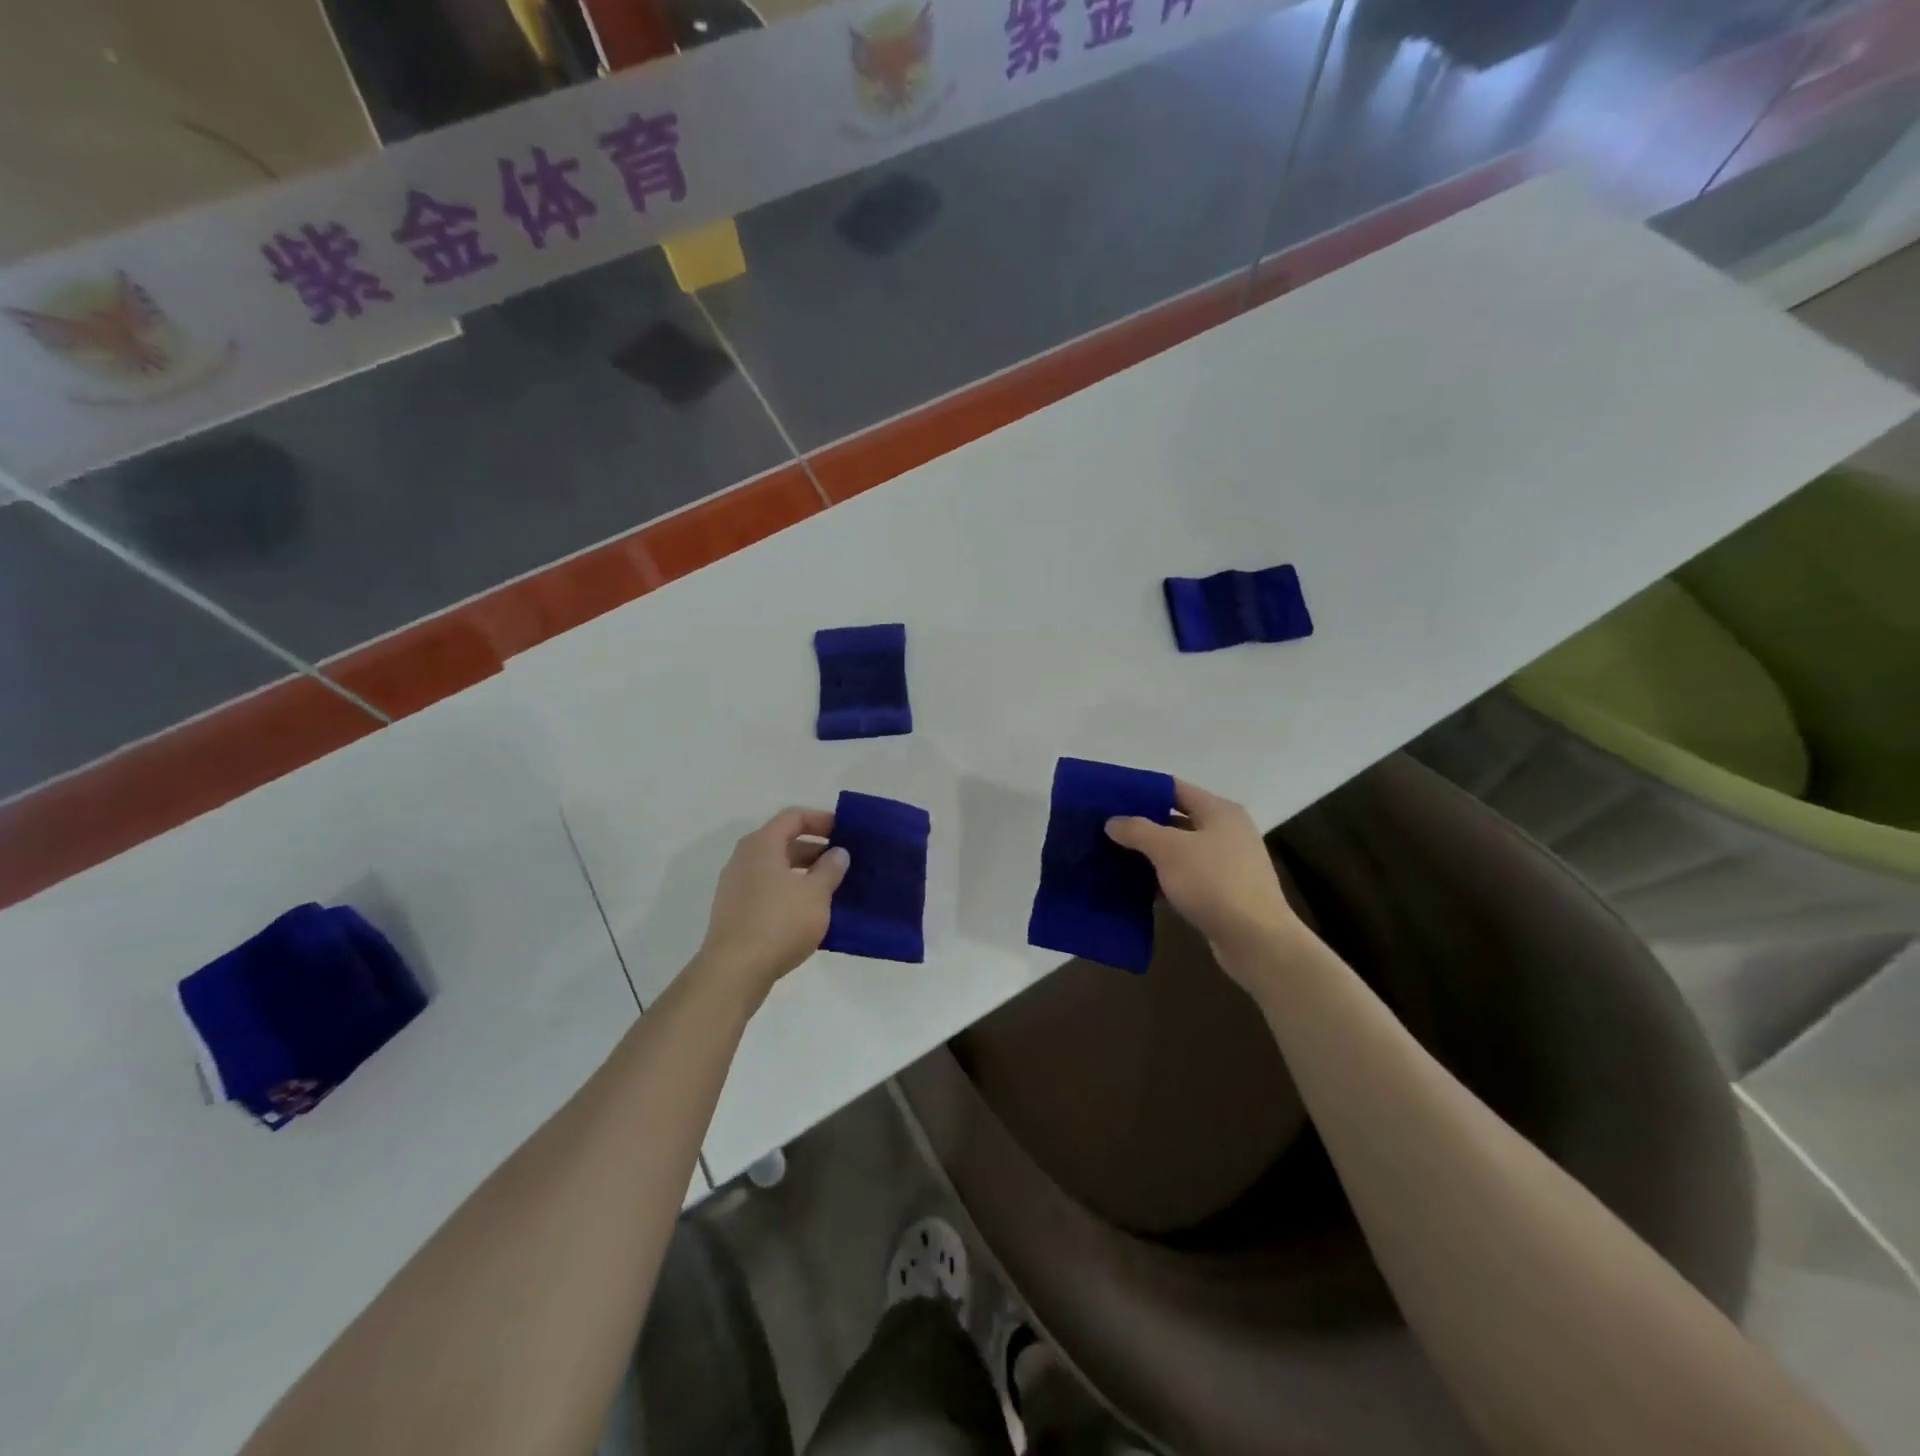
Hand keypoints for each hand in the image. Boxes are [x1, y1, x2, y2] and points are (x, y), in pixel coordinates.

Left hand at [693, 808, 848, 1006]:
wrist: (734, 971)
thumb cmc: (779, 923)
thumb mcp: (816, 894)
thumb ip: (830, 869)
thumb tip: (838, 852)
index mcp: (762, 845)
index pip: (794, 817)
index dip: (822, 820)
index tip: (846, 832)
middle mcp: (744, 858)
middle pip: (783, 841)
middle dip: (815, 848)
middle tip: (843, 862)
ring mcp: (736, 886)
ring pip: (776, 868)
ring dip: (804, 872)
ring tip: (832, 887)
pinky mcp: (735, 911)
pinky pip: (767, 889)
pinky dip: (789, 891)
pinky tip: (809, 911)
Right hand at [1106, 780, 1302, 971]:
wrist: (1256, 940)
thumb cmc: (1213, 883)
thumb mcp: (1169, 850)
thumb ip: (1138, 831)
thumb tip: (1112, 821)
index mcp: (1219, 811)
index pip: (1174, 788)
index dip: (1142, 790)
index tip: (1111, 797)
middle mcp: (1227, 831)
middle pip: (1176, 819)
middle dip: (1142, 825)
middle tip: (1107, 829)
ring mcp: (1227, 863)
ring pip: (1180, 851)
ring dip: (1151, 855)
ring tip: (1114, 857)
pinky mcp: (1223, 893)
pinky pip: (1186, 877)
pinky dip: (1163, 880)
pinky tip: (1137, 888)